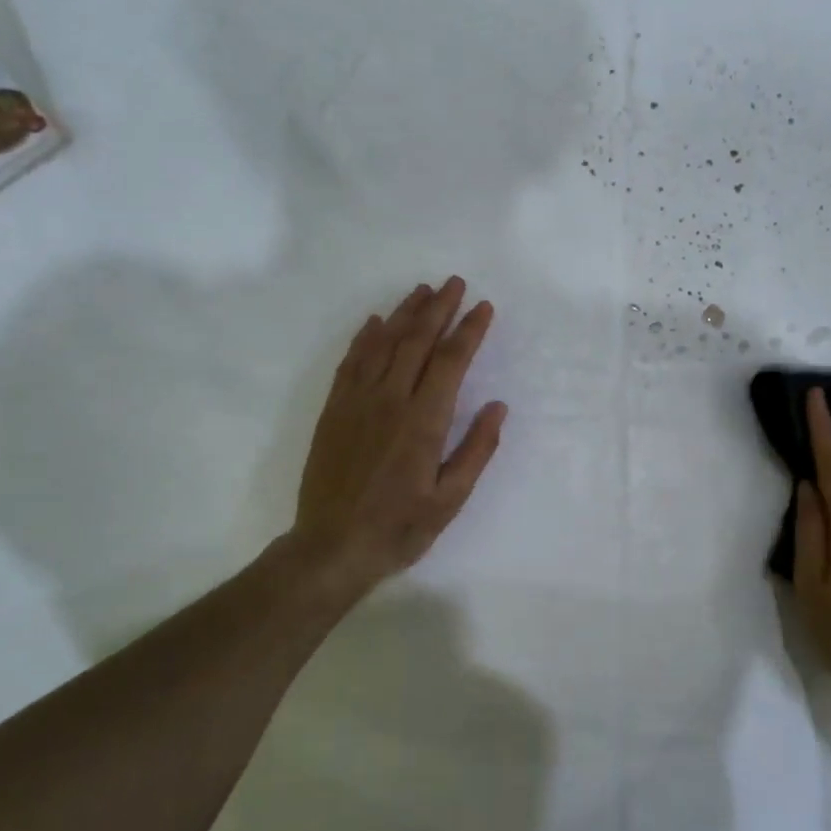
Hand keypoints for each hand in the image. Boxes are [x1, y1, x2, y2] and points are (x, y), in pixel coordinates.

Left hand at [291, 277, 505, 595]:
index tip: (483, 307)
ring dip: (404, 314)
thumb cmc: (400, 527)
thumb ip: (476, 449)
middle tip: (454, 283)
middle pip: (417, 341)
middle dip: (439, 308)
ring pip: (384, 344)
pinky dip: (365, 338)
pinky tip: (376, 322)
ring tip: (422, 290)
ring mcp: (357, 402)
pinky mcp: (334, 410)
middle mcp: (390, 400)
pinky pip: (351, 362)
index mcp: (424, 421)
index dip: (469, 330)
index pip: (451, 361)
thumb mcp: (450, 499)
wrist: (332, 547)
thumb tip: (498, 406)